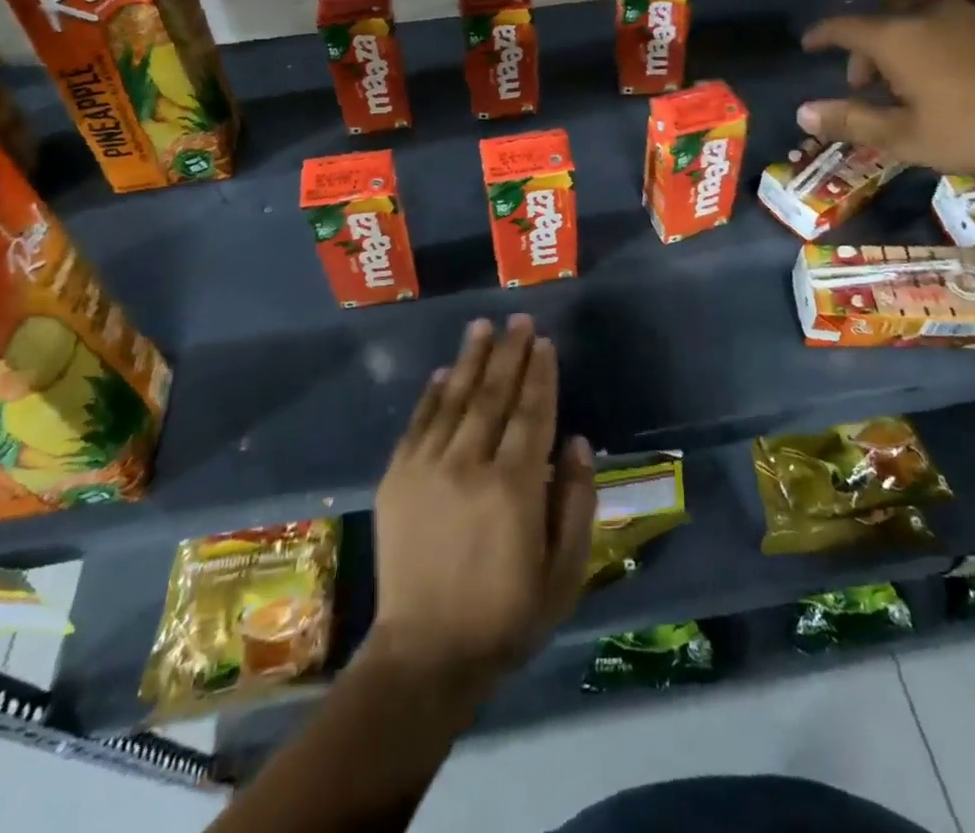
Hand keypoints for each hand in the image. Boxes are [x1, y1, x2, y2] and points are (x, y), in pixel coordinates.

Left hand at [366, 315, 595, 692]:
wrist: (425, 656)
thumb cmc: (506, 617)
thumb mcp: (565, 573)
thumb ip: (576, 503)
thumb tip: (577, 441)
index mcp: (515, 487)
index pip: (532, 412)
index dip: (540, 374)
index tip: (545, 342)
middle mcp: (470, 465)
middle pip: (493, 394)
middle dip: (509, 352)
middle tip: (519, 319)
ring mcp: (427, 468)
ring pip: (453, 399)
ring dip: (470, 359)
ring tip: (482, 326)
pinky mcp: (397, 479)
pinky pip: (417, 424)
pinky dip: (431, 394)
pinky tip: (441, 372)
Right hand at [797, 0, 974, 173]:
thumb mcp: (907, 137)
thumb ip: (852, 121)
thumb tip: (802, 112)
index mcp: (899, 39)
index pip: (845, 27)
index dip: (822, 34)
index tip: (809, 43)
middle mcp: (932, 14)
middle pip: (884, 22)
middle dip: (867, 50)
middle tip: (867, 84)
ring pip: (926, 22)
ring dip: (907, 46)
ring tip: (916, 82)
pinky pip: (963, 26)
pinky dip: (947, 44)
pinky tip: (965, 74)